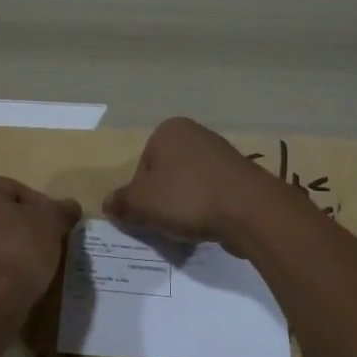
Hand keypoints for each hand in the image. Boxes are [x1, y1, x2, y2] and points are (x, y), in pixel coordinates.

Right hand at [102, 117, 279, 252]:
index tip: (147, 214)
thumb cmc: (187, 197)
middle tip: (165, 222)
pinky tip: (210, 224)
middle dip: (163, 199)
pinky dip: (207, 209)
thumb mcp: (142, 202)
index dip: (140, 194)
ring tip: (189, 226)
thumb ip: (121, 202)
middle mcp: (196, 134)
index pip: (141, 166)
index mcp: (168, 130)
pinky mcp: (240, 175)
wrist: (248, 209)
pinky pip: (212, 193)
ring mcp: (221, 153)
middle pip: (165, 174)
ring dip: (185, 206)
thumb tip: (108, 205)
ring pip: (189, 185)